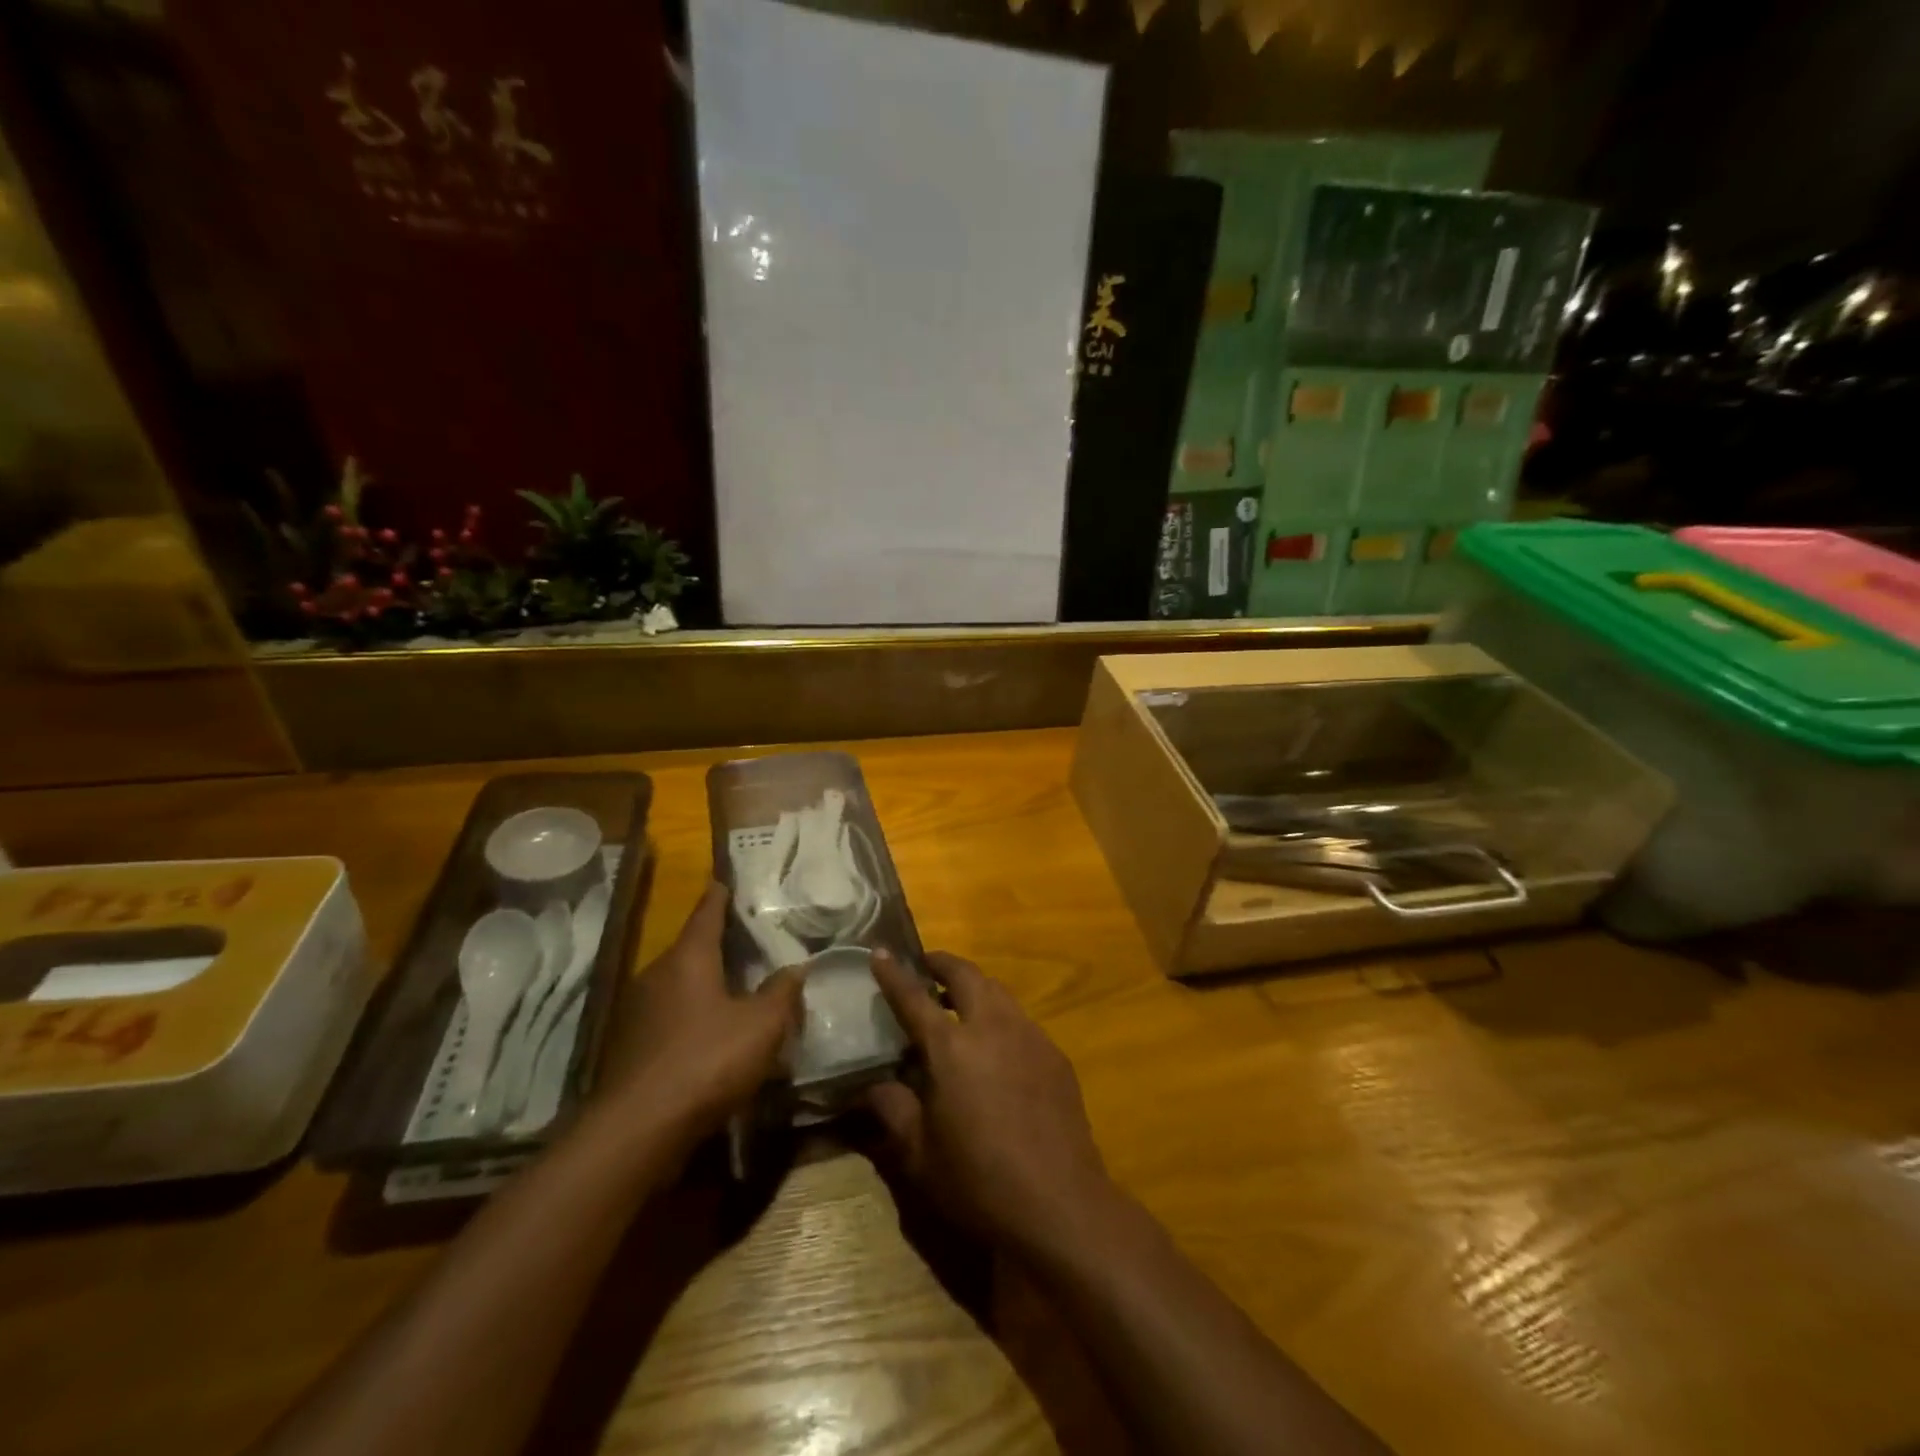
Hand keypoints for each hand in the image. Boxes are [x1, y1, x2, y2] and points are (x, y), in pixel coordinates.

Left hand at [600, 882, 802, 1143]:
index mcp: (688, 959)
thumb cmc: (706, 1062)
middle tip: (747, 942)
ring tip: (735, 991)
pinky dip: (690, 1018)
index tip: (724, 880)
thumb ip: (782, 993)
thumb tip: (794, 969)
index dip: (718, 897)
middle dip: (717, 945)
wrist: (637, 1131)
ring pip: (678, 986)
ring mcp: (636, 1014)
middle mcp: (656, 976)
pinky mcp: (629, 1049)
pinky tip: (710, 1037)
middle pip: (690, 950)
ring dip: (704, 986)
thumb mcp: (762, 1026)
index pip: (706, 913)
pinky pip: (668, 1019)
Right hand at [866, 949, 1117, 1258]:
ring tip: (959, 1002)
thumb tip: (872, 1086)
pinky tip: (997, 1047)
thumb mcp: (920, 1155)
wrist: (1060, 1203)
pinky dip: (1001, 1016)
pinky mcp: (1055, 1055)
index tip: (880, 952)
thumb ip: (893, 1110)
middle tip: (926, 966)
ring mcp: (1029, 1036)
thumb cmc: (979, 1182)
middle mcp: (992, 1027)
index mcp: (951, 1048)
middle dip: (943, 963)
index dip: (894, 974)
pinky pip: (1022, 1020)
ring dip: (974, 986)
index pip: (914, 998)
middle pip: (966, 975)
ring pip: (998, 991)